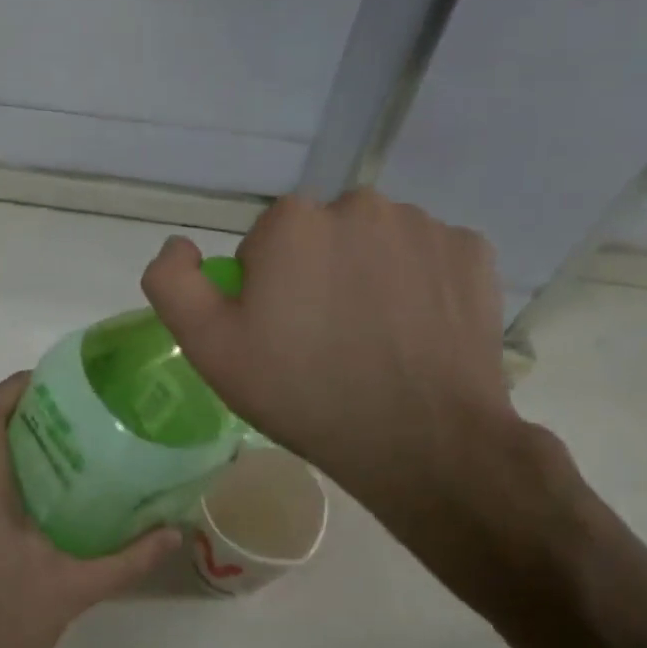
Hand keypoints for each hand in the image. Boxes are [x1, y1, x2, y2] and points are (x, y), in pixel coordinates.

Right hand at [141, 191, 524, 575]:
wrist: (421, 442)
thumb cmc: (303, 393)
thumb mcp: (210, 348)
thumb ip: (173, 284)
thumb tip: (179, 245)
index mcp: (293, 222)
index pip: (264, 245)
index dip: (265, 290)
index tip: (279, 337)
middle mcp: (360, 205)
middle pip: (321, 238)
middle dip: (317, 276)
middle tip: (325, 342)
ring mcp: (424, 226)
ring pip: (376, 245)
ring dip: (368, 277)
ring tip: (375, 341)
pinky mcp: (473, 253)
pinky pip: (428, 258)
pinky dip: (419, 285)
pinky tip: (417, 333)